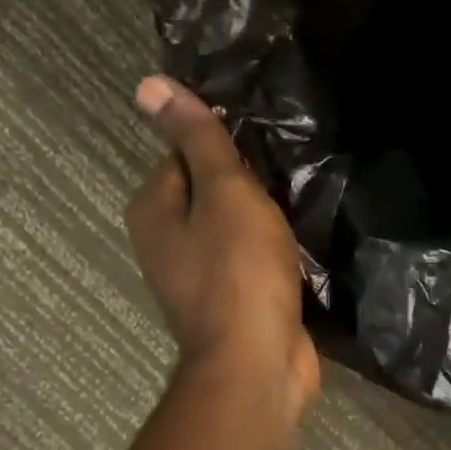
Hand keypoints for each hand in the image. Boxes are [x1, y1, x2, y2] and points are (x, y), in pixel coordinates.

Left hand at [127, 75, 319, 420]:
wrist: (257, 364)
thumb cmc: (238, 273)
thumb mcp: (224, 193)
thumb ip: (197, 140)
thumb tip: (149, 85)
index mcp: (153, 211)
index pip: (185, 155)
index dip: (226, 148)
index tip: (265, 153)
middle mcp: (166, 243)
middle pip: (212, 193)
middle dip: (250, 187)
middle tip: (289, 183)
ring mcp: (199, 278)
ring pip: (235, 229)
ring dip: (266, 222)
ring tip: (301, 211)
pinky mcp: (232, 303)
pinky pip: (252, 262)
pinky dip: (273, 254)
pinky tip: (300, 251)